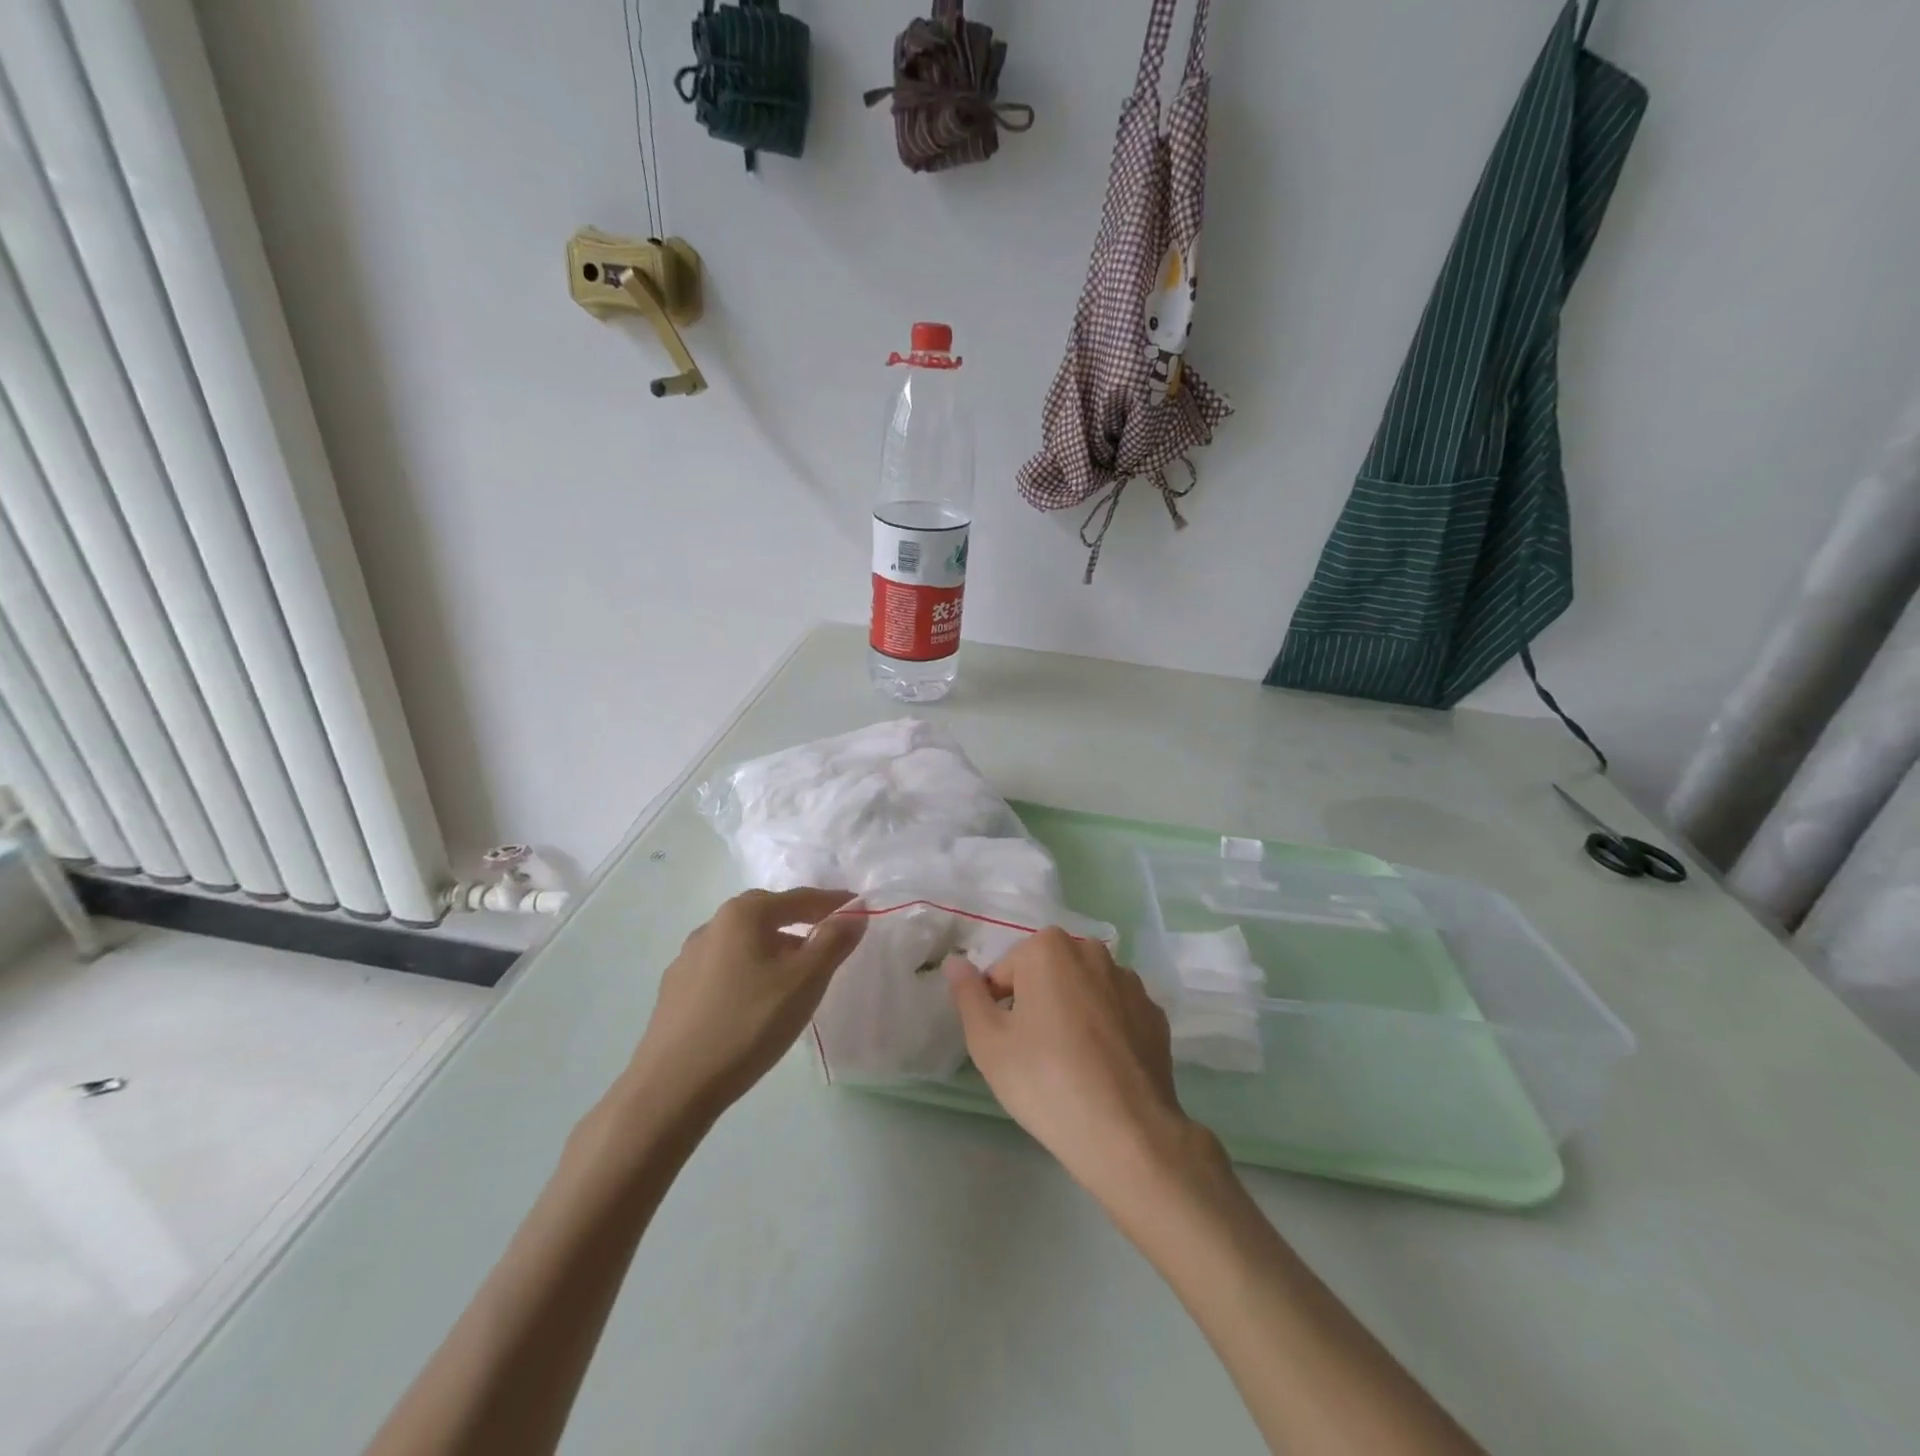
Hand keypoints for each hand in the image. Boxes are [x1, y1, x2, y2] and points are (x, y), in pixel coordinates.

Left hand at [628, 887, 864, 1122]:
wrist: (671, 1088)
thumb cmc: (747, 1024)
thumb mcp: (804, 982)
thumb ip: (833, 943)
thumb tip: (855, 914)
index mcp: (743, 914)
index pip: (799, 898)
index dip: (832, 902)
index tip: (858, 908)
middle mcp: (712, 925)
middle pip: (768, 914)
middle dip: (801, 922)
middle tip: (829, 938)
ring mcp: (688, 958)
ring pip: (745, 943)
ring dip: (774, 949)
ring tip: (796, 974)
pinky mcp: (675, 990)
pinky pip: (725, 968)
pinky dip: (750, 971)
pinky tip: (756, 1000)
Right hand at [944, 928, 1201, 1200]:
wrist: (1126, 1132)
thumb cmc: (1045, 1080)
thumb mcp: (987, 1042)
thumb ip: (967, 994)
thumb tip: (955, 963)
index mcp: (1048, 948)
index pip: (1005, 973)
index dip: (998, 1008)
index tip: (1007, 1045)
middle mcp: (1092, 951)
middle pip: (1046, 975)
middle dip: (1036, 1004)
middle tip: (1034, 1054)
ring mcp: (1129, 981)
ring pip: (1083, 991)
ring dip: (1072, 1012)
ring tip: (1070, 1064)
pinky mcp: (1154, 1013)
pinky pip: (1115, 1012)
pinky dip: (1105, 1029)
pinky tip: (1101, 1067)